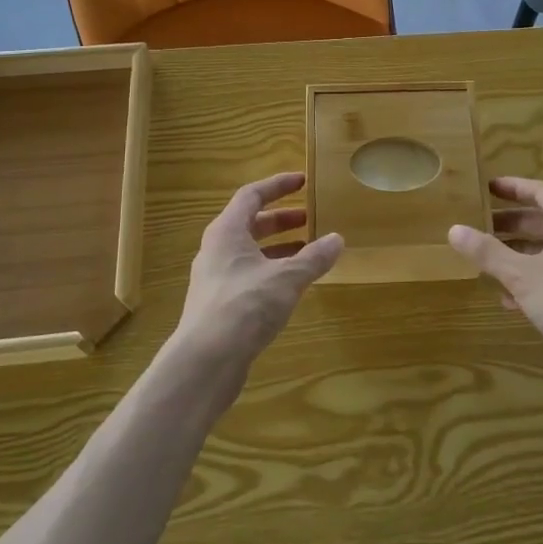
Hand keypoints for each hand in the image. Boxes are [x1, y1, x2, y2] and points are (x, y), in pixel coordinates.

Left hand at [174, 173, 342, 366]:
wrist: (205, 362)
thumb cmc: (245, 306)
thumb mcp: (287, 278)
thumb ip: (313, 257)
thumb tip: (337, 239)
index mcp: (226, 231)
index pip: (252, 195)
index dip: (278, 185)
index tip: (303, 181)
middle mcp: (217, 250)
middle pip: (250, 223)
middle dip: (281, 219)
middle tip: (310, 218)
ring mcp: (215, 279)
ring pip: (250, 252)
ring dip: (278, 248)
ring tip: (308, 251)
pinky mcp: (219, 306)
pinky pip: (248, 276)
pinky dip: (271, 272)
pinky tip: (292, 286)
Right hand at [449, 178, 542, 399]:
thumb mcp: (520, 274)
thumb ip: (487, 252)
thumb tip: (454, 229)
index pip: (541, 191)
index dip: (514, 187)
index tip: (489, 188)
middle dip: (512, 224)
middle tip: (482, 225)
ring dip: (520, 252)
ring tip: (489, 260)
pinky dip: (534, 278)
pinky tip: (510, 299)